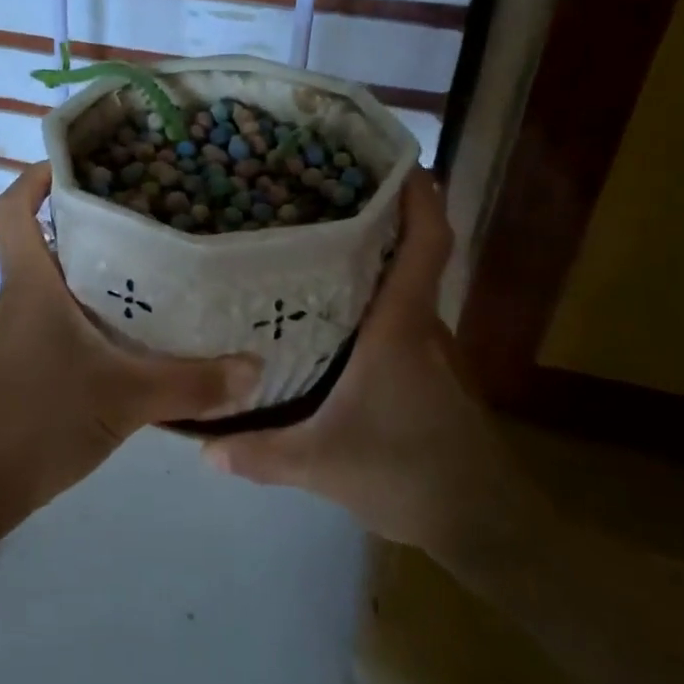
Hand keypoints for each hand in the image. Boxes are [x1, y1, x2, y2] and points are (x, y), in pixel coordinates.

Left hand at [0, 165, 260, 510]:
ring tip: (147, 271)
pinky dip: (84, 315)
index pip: (13, 210)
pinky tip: (125, 337)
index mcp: (30, 285)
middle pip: (42, 242)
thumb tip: (253, 369)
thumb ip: (192, 384)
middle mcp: (17, 300)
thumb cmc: (39, 420)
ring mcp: (13, 335)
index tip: (78, 166)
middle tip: (143, 217)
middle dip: (85, 225)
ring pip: (50, 285)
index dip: (36, 180)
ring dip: (88, 273)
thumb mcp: (125, 399)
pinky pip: (53, 321)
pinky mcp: (18, 366)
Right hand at [200, 171, 551, 577]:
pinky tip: (332, 315)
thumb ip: (261, 453)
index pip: (426, 244)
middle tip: (316, 197)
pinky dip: (375, 299)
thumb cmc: (407, 474)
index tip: (396, 160)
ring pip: (405, 287)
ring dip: (374, 259)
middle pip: (410, 254)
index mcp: (400, 329)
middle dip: (376, 218)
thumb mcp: (322, 465)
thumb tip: (201, 446)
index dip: (419, 196)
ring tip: (313, 247)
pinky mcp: (431, 371)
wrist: (482, 523)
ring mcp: (432, 349)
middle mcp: (422, 326)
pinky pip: (401, 317)